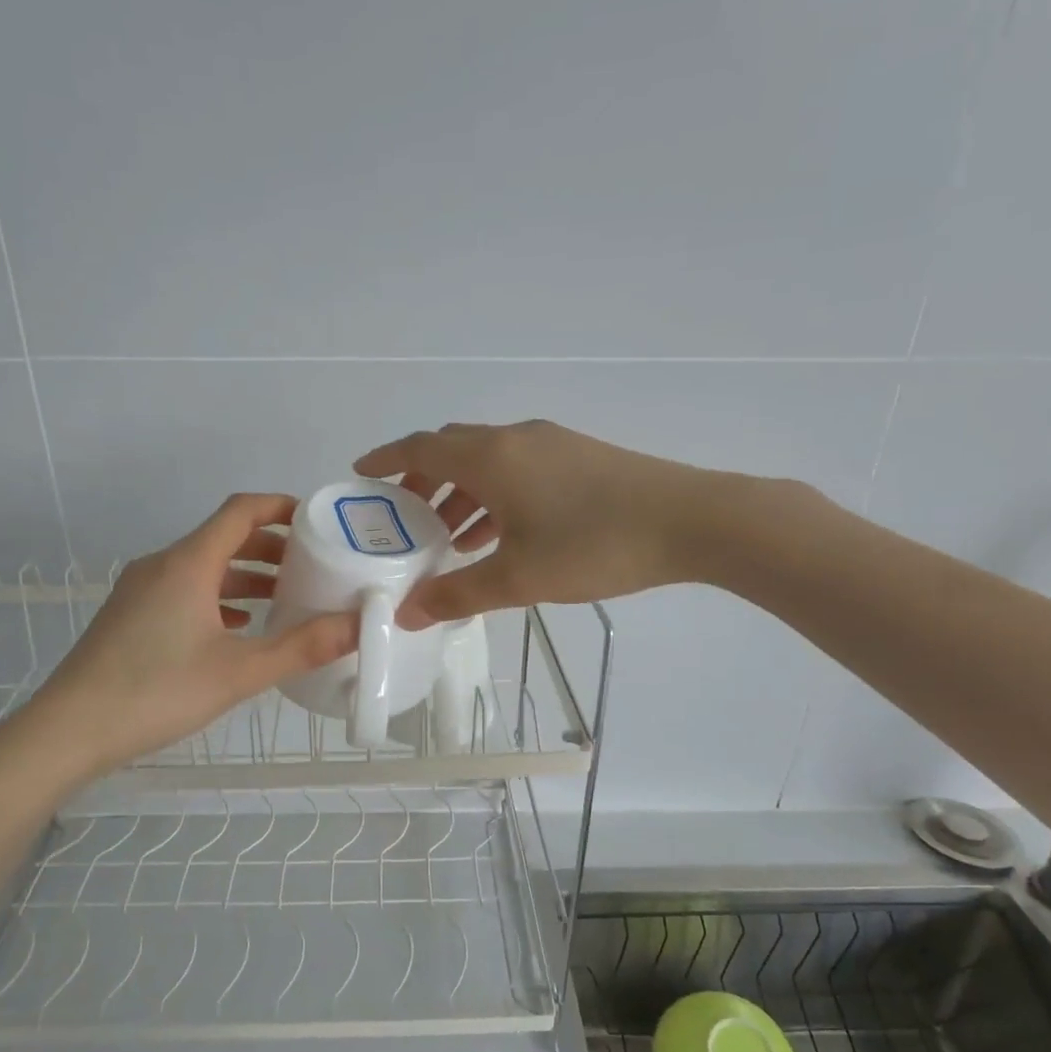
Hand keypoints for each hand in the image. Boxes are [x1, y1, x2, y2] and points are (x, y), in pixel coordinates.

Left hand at [24, 494, 357, 775]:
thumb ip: (302, 647)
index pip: (240, 511)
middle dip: (270, 546)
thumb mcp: (239, 672)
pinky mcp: (131, 616)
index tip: (317, 521)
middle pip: (223, 537)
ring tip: (285, 597)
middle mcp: (162, 565)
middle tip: (312, 565)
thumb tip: (359, 625)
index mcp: (188, 563)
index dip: (281, 507)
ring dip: (245, 575)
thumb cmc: (157, 692)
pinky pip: (184, 590)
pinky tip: (239, 627)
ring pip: (203, 567)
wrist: (69, 730)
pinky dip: (219, 597)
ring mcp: (141, 590)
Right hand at [354, 420, 715, 627]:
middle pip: (452, 450)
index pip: (421, 447)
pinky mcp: (579, 457)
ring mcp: (551, 444)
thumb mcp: (517, 578)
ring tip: (448, 538)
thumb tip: (407, 613)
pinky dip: (495, 495)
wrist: (690, 521)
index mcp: (490, 457)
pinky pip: (518, 470)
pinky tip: (500, 534)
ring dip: (461, 493)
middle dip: (422, 481)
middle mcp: (515, 438)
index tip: (360, 475)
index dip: (386, 459)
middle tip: (403, 519)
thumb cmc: (593, 545)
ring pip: (488, 462)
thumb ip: (457, 594)